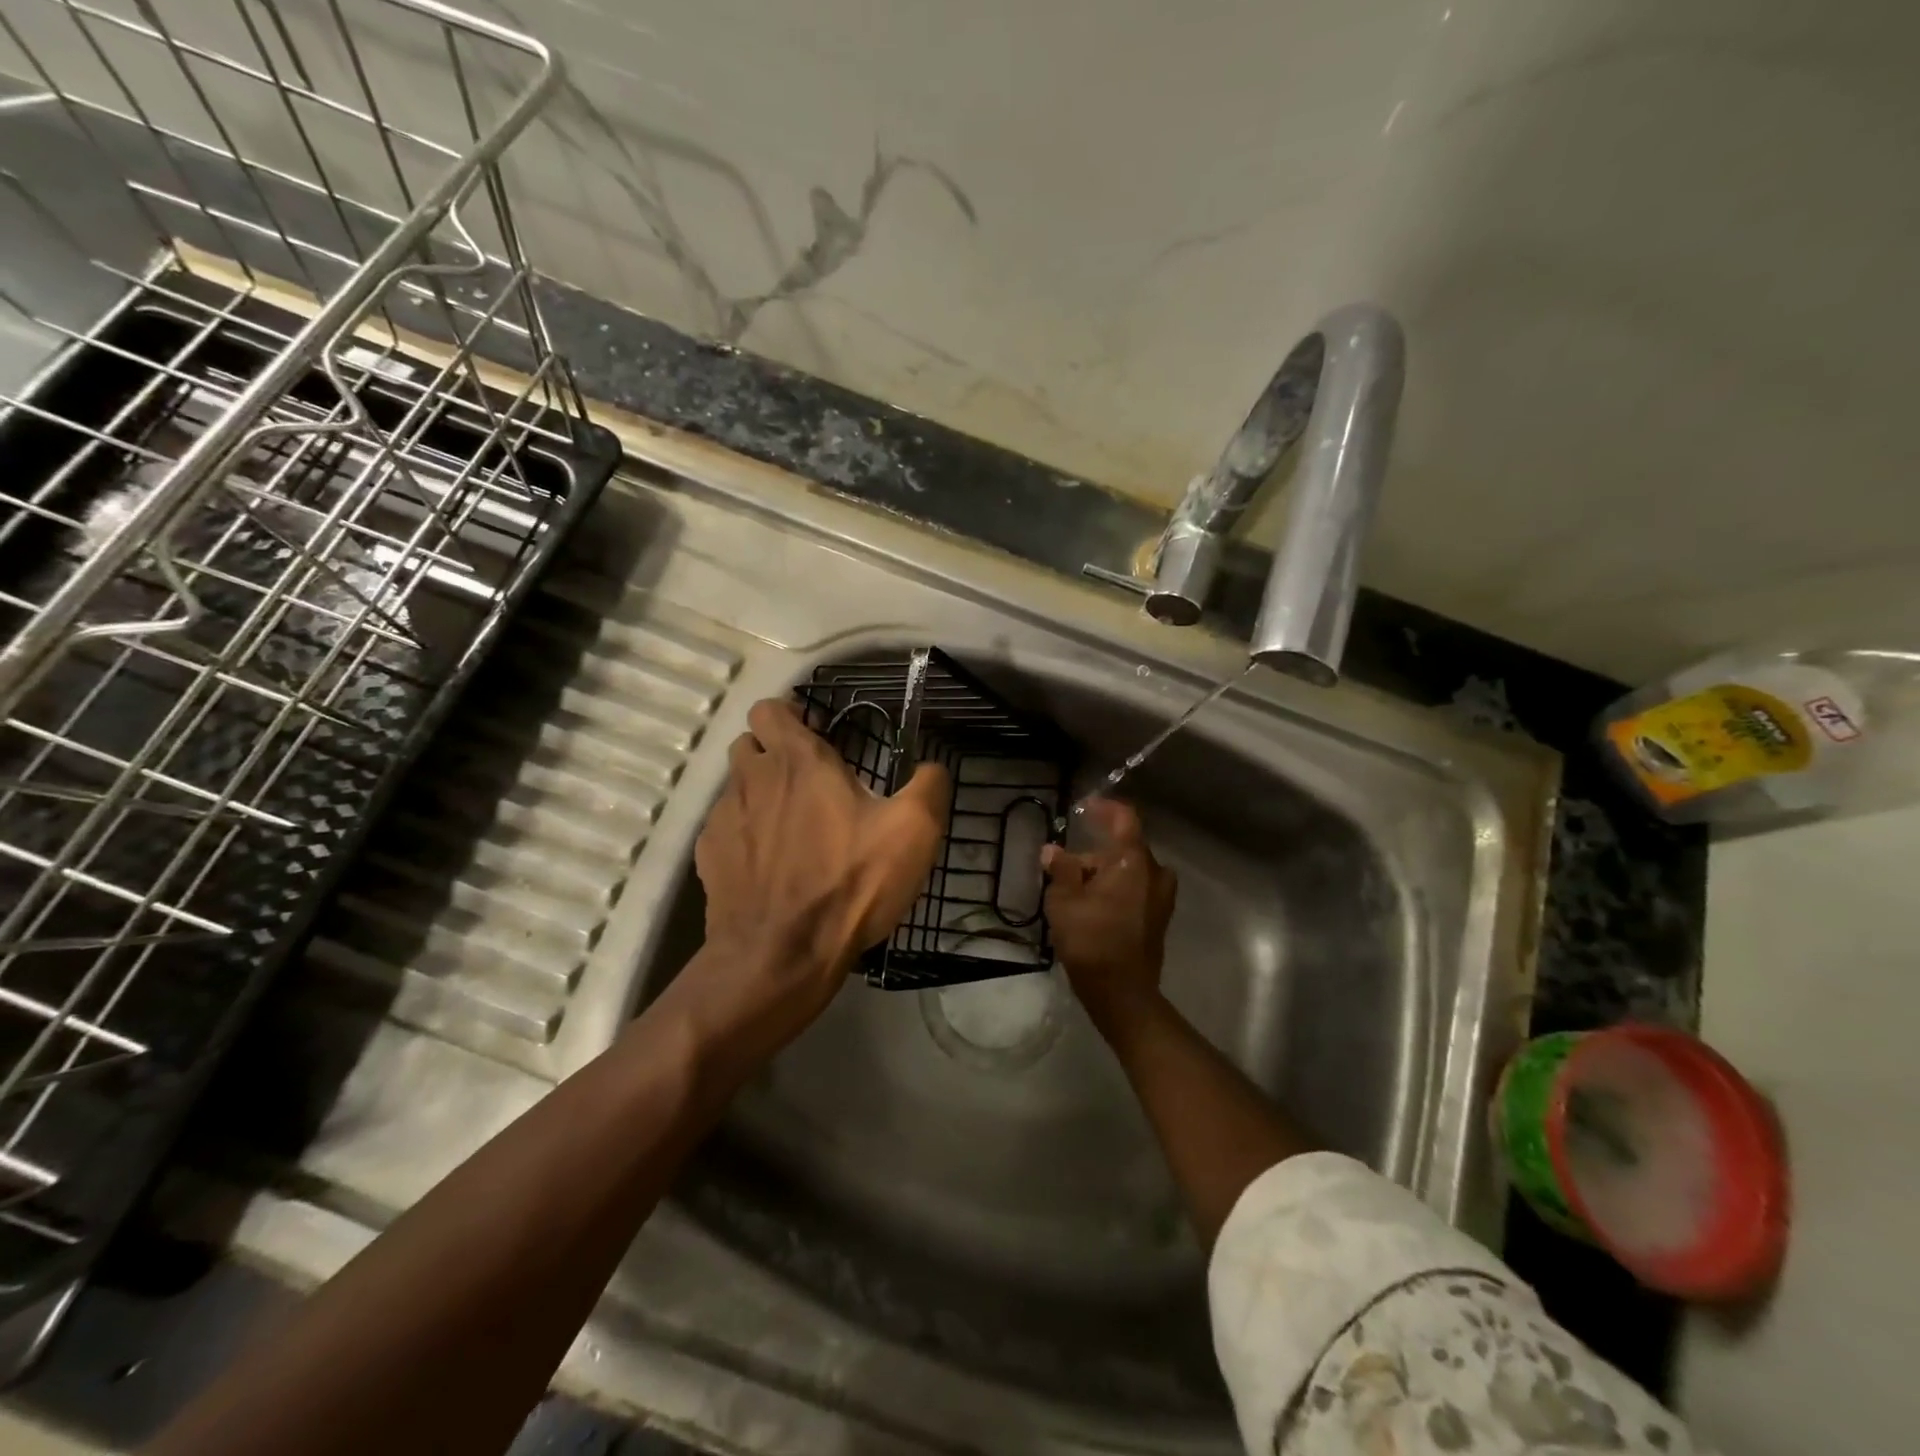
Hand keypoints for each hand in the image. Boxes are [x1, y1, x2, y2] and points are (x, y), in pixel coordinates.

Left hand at [691, 698, 950, 1051]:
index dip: (791, 715)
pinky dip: (745, 835)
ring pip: (736, 785)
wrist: (781, 955)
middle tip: (809, 781)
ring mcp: (723, 818)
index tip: (817, 736)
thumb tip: (932, 767)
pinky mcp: (708, 857)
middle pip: (749, 742)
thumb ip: (929, 785)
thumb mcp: (914, 831)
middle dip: (774, 751)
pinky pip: (725, 828)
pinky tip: (770, 865)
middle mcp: (752, 777)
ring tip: (791, 827)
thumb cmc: (850, 882)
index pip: (771, 708)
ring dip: (760, 792)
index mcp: (799, 760)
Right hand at [1040, 798, 1176, 1030]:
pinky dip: (1115, 889)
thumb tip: (1053, 850)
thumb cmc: (1091, 940)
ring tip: (1072, 892)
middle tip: (1063, 869)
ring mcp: (1161, 897)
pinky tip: (1091, 907)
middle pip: (1123, 849)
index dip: (1104, 808)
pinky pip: (1136, 890)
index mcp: (1134, 861)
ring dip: (1103, 874)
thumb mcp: (1064, 901)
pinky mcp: (1159, 917)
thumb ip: (1061, 869)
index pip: (1125, 818)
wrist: (1123, 993)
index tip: (1083, 809)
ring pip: (1129, 871)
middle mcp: (1155, 873)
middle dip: (1093, 854)